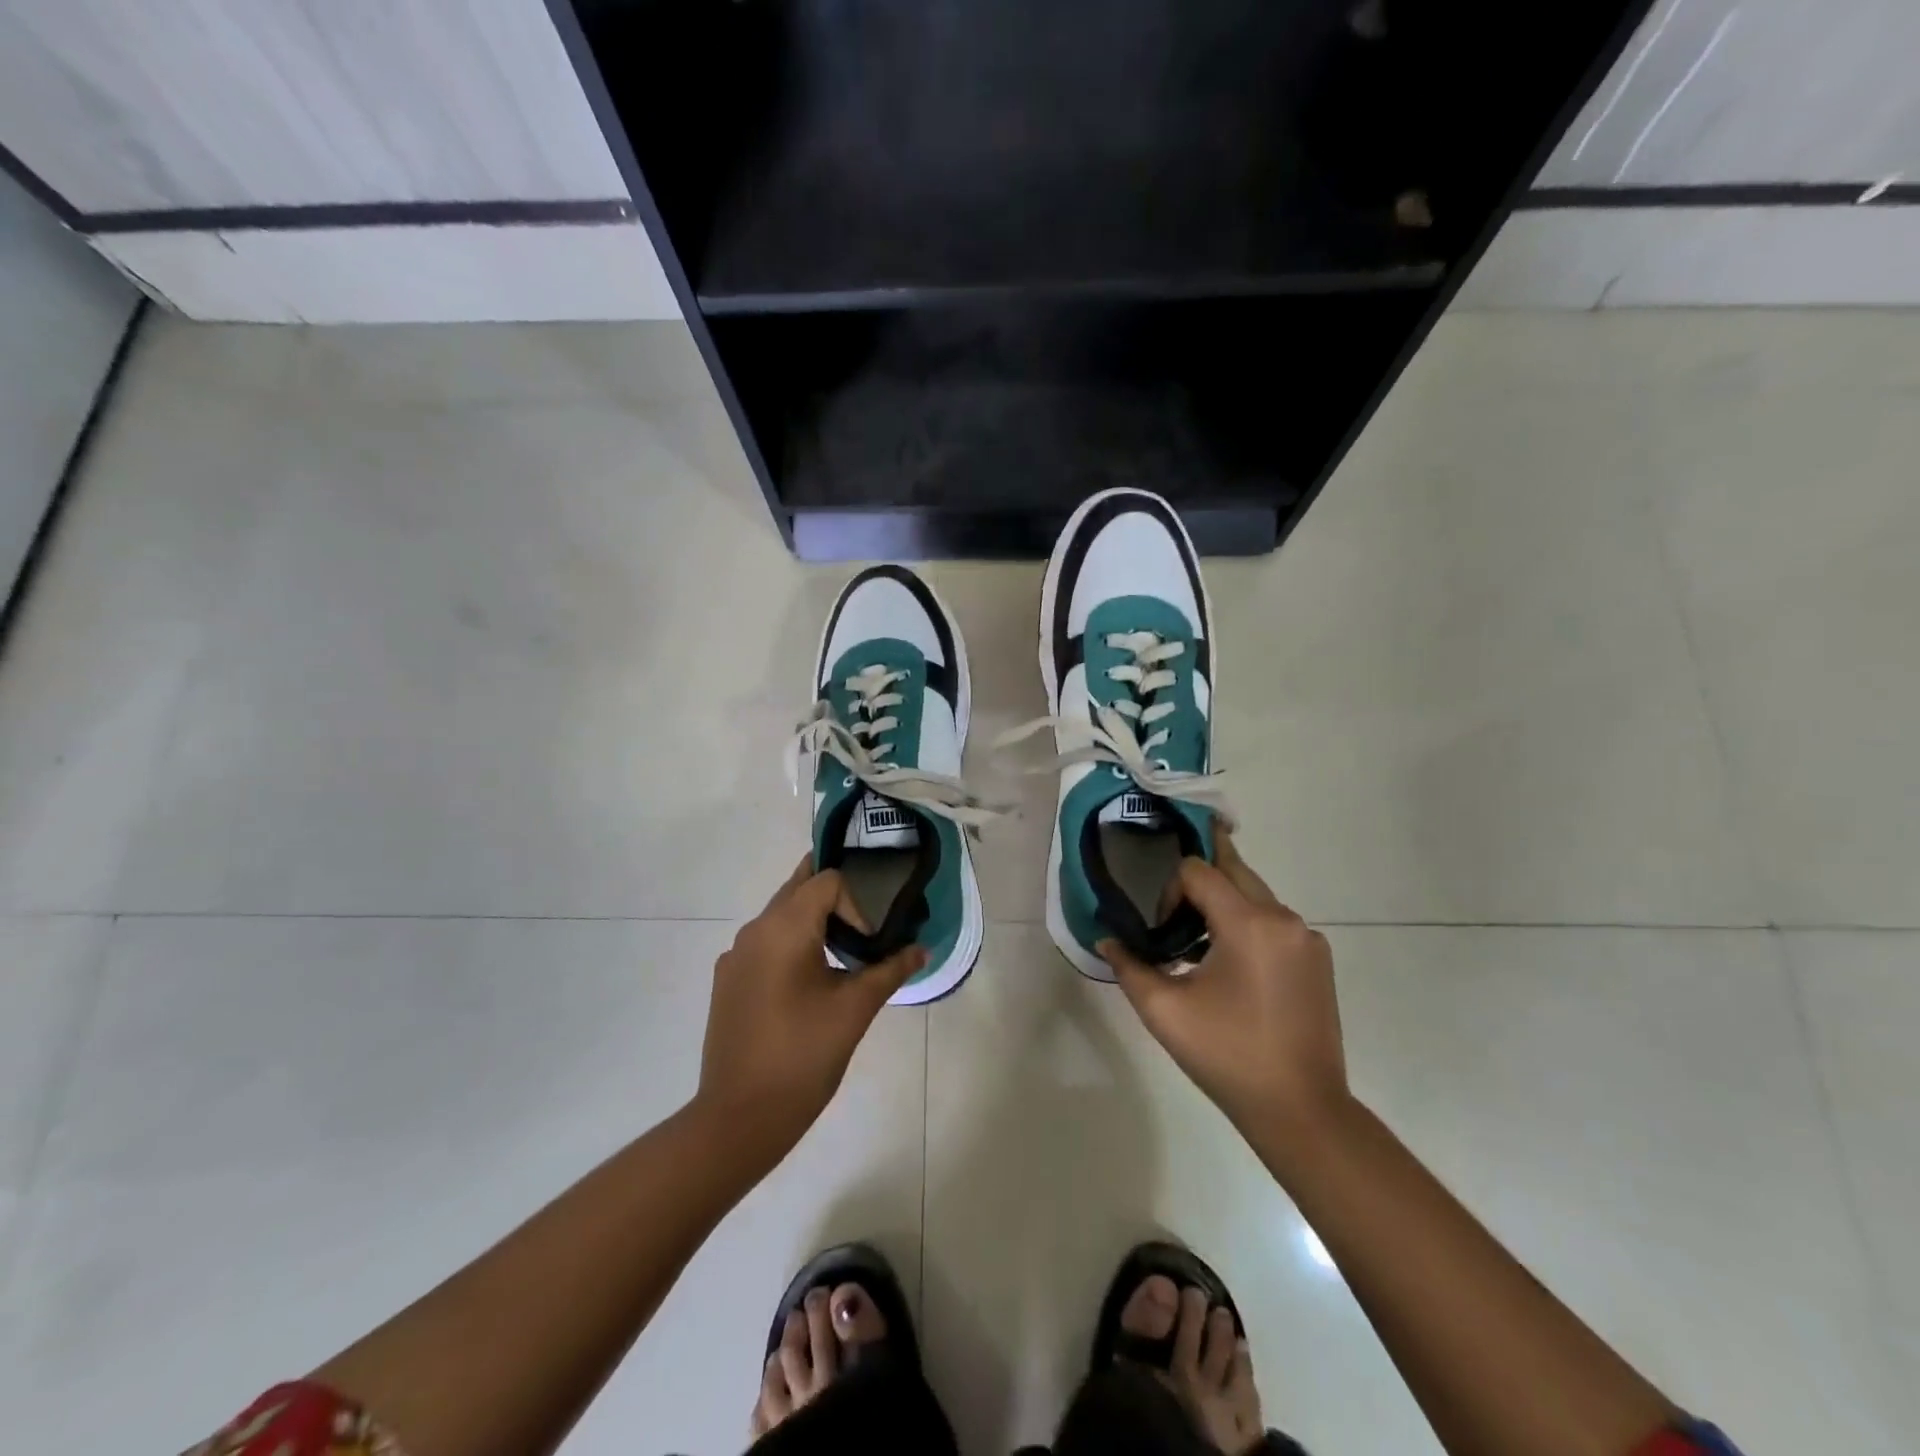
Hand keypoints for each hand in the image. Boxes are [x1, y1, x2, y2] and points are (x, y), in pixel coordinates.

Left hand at [696, 860, 925, 1156]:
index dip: (856, 903)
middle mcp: (754, 930)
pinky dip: (791, 946)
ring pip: (780, 917)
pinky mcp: (728, 981)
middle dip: (834, 900)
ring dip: (812, 923)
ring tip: (841, 958)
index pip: (826, 881)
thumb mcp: (855, 1010)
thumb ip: (889, 970)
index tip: (868, 945)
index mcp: (783, 928)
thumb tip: (920, 950)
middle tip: (865, 927)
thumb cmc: (803, 1057)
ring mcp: (735, 956)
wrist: (739, 1118)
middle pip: (798, 889)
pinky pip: (764, 944)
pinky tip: (807, 986)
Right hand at [1100, 833, 1347, 1142]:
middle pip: (1232, 871)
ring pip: (1254, 895)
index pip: (1198, 871)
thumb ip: (1129, 966)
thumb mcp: (1164, 1011)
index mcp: (1249, 924)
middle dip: (1197, 886)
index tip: (1163, 934)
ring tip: (1197, 950)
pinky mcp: (1318, 959)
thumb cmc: (1227, 1056)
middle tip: (1173, 914)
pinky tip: (1231, 970)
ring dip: (1222, 907)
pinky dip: (1247, 927)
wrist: (1301, 1110)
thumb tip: (1107, 940)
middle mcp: (1284, 919)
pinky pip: (1274, 922)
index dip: (1169, 892)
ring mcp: (1307, 938)